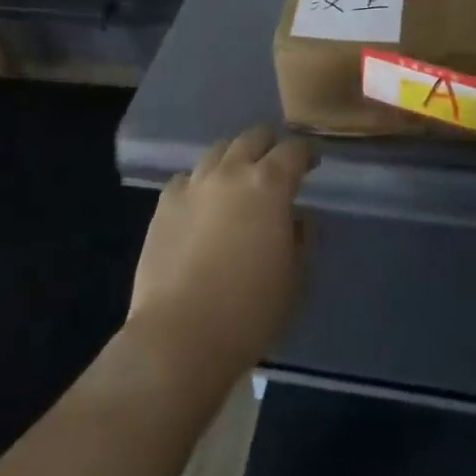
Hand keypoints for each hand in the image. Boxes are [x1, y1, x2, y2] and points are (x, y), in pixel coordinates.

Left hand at [128, 127, 313, 381]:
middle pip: (253, 137)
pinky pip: (186, 179)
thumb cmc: (249, 312)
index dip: (305, 154)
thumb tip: (297, 217)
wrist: (180, 337)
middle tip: (275, 166)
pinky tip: (201, 205)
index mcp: (269, 185)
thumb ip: (301, 238)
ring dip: (233, 159)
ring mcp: (194, 184)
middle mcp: (231, 172)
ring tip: (236, 181)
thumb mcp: (295, 279)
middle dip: (269, 146)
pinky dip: (199, 184)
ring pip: (218, 151)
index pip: (294, 150)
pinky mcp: (165, 203)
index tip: (310, 165)